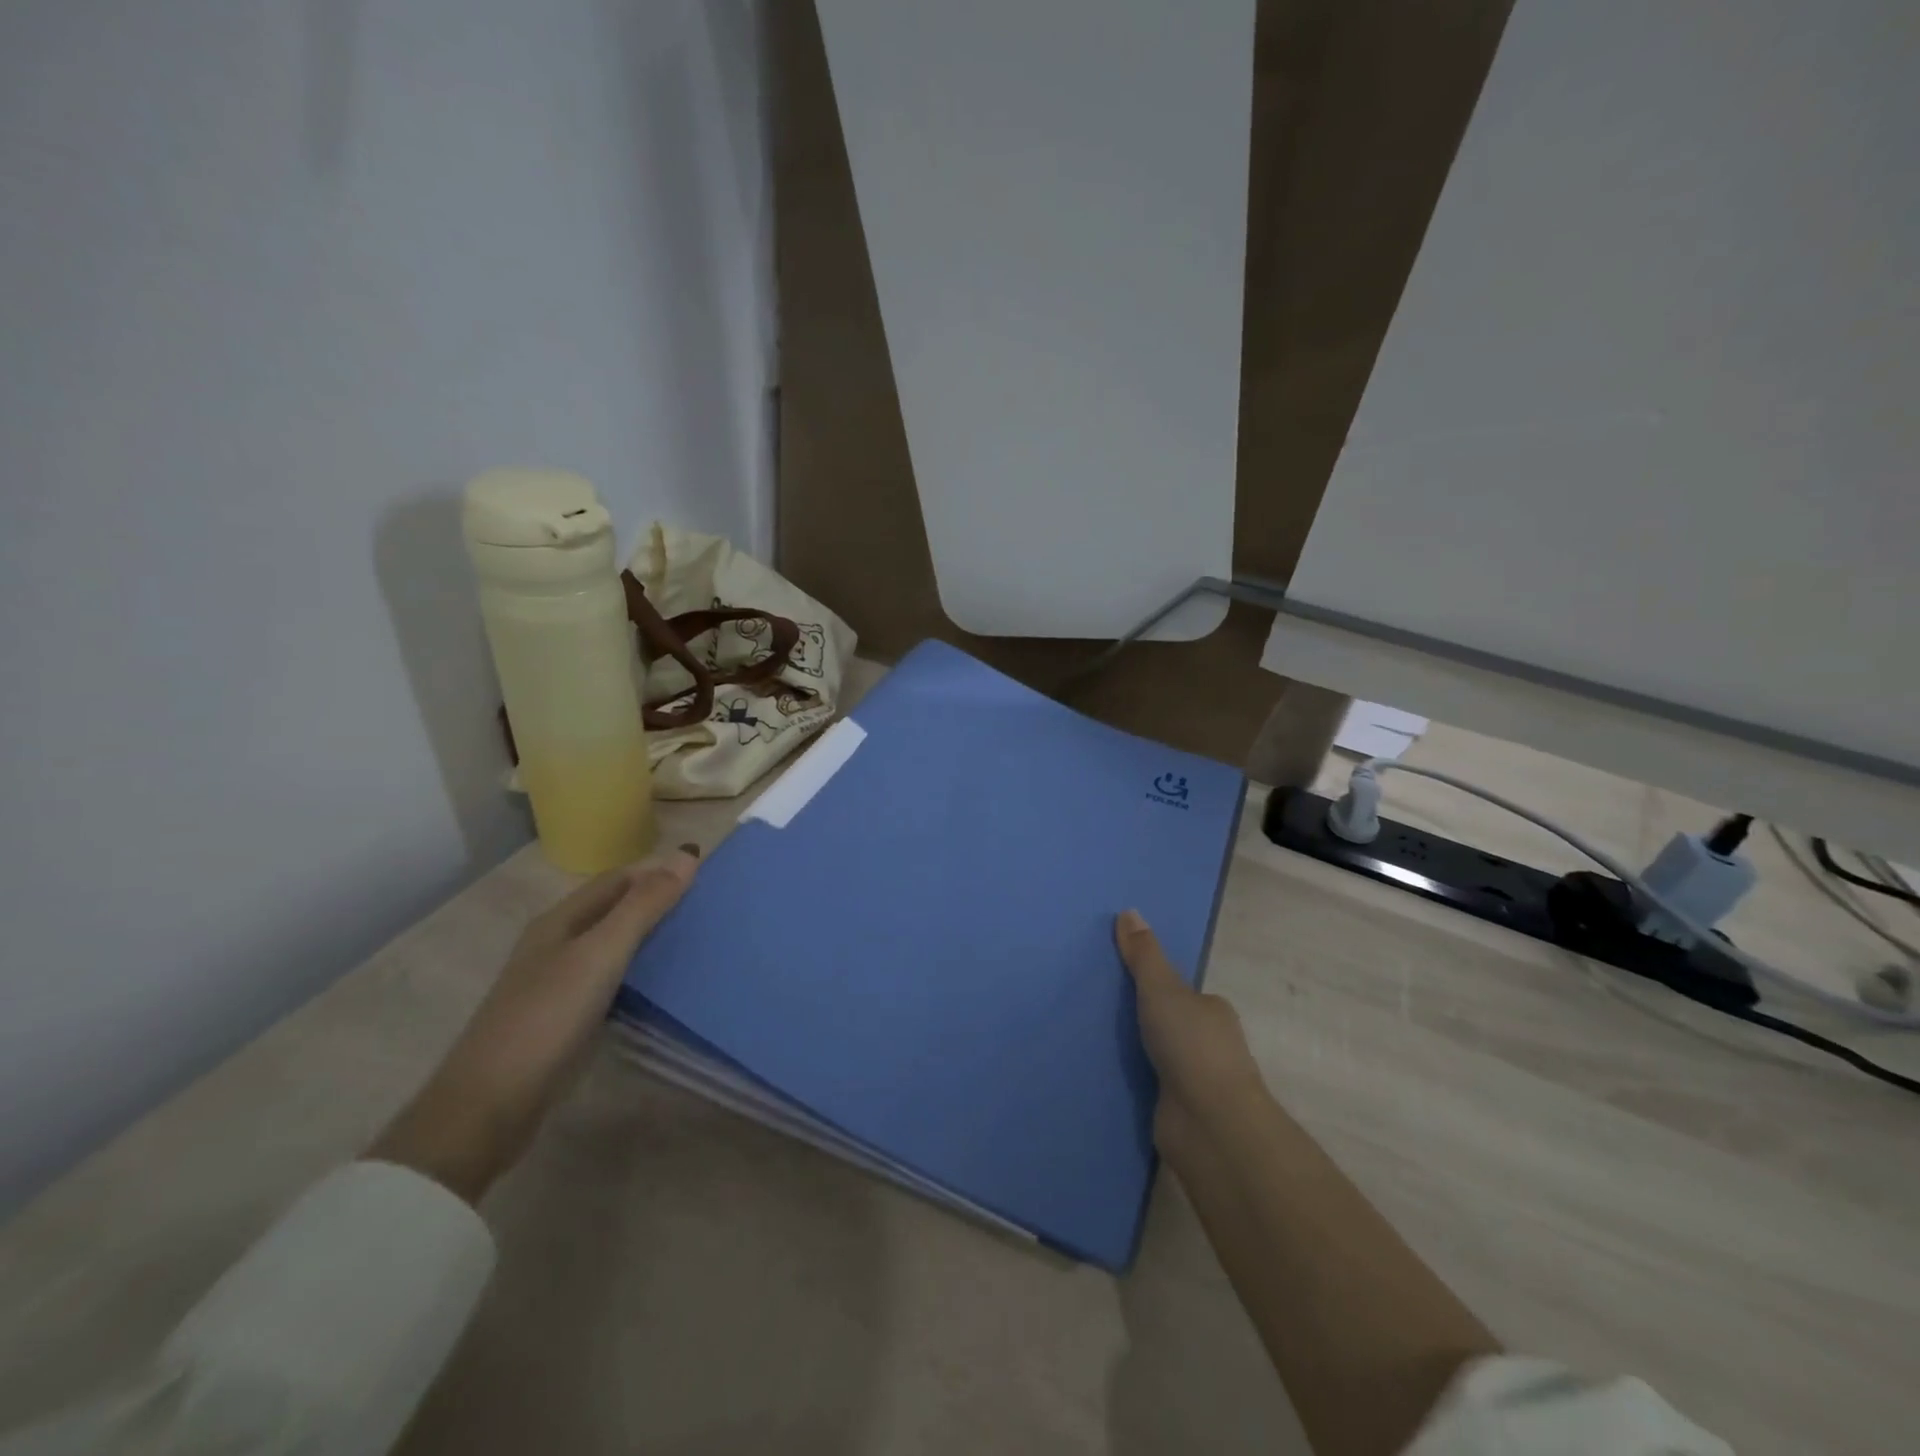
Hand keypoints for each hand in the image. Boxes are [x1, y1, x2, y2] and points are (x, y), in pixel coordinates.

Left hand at [370, 846, 700, 1201]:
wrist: (490, 1106)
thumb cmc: (547, 1017)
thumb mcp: (601, 954)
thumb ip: (644, 906)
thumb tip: (688, 855)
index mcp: (561, 920)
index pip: (619, 879)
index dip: (659, 872)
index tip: (708, 877)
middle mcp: (559, 943)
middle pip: (616, 910)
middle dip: (659, 904)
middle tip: (711, 910)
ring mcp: (561, 982)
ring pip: (616, 947)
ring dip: (653, 939)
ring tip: (700, 941)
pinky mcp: (568, 1017)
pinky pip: (614, 980)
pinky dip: (642, 974)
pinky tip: (668, 984)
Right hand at [1116, 909, 1264, 1152]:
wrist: (1209, 1124)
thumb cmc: (1190, 1045)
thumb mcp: (1161, 989)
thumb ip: (1143, 955)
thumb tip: (1128, 911)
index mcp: (1213, 1010)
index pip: (1185, 993)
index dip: (1158, 988)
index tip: (1124, 985)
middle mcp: (1211, 1044)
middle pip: (1175, 1024)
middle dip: (1148, 1021)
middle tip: (1103, 1012)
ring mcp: (1200, 1081)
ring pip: (1165, 1058)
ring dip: (1142, 1054)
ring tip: (1098, 1044)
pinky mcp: (1183, 1112)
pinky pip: (1155, 1088)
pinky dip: (1138, 1083)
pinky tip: (1111, 1079)